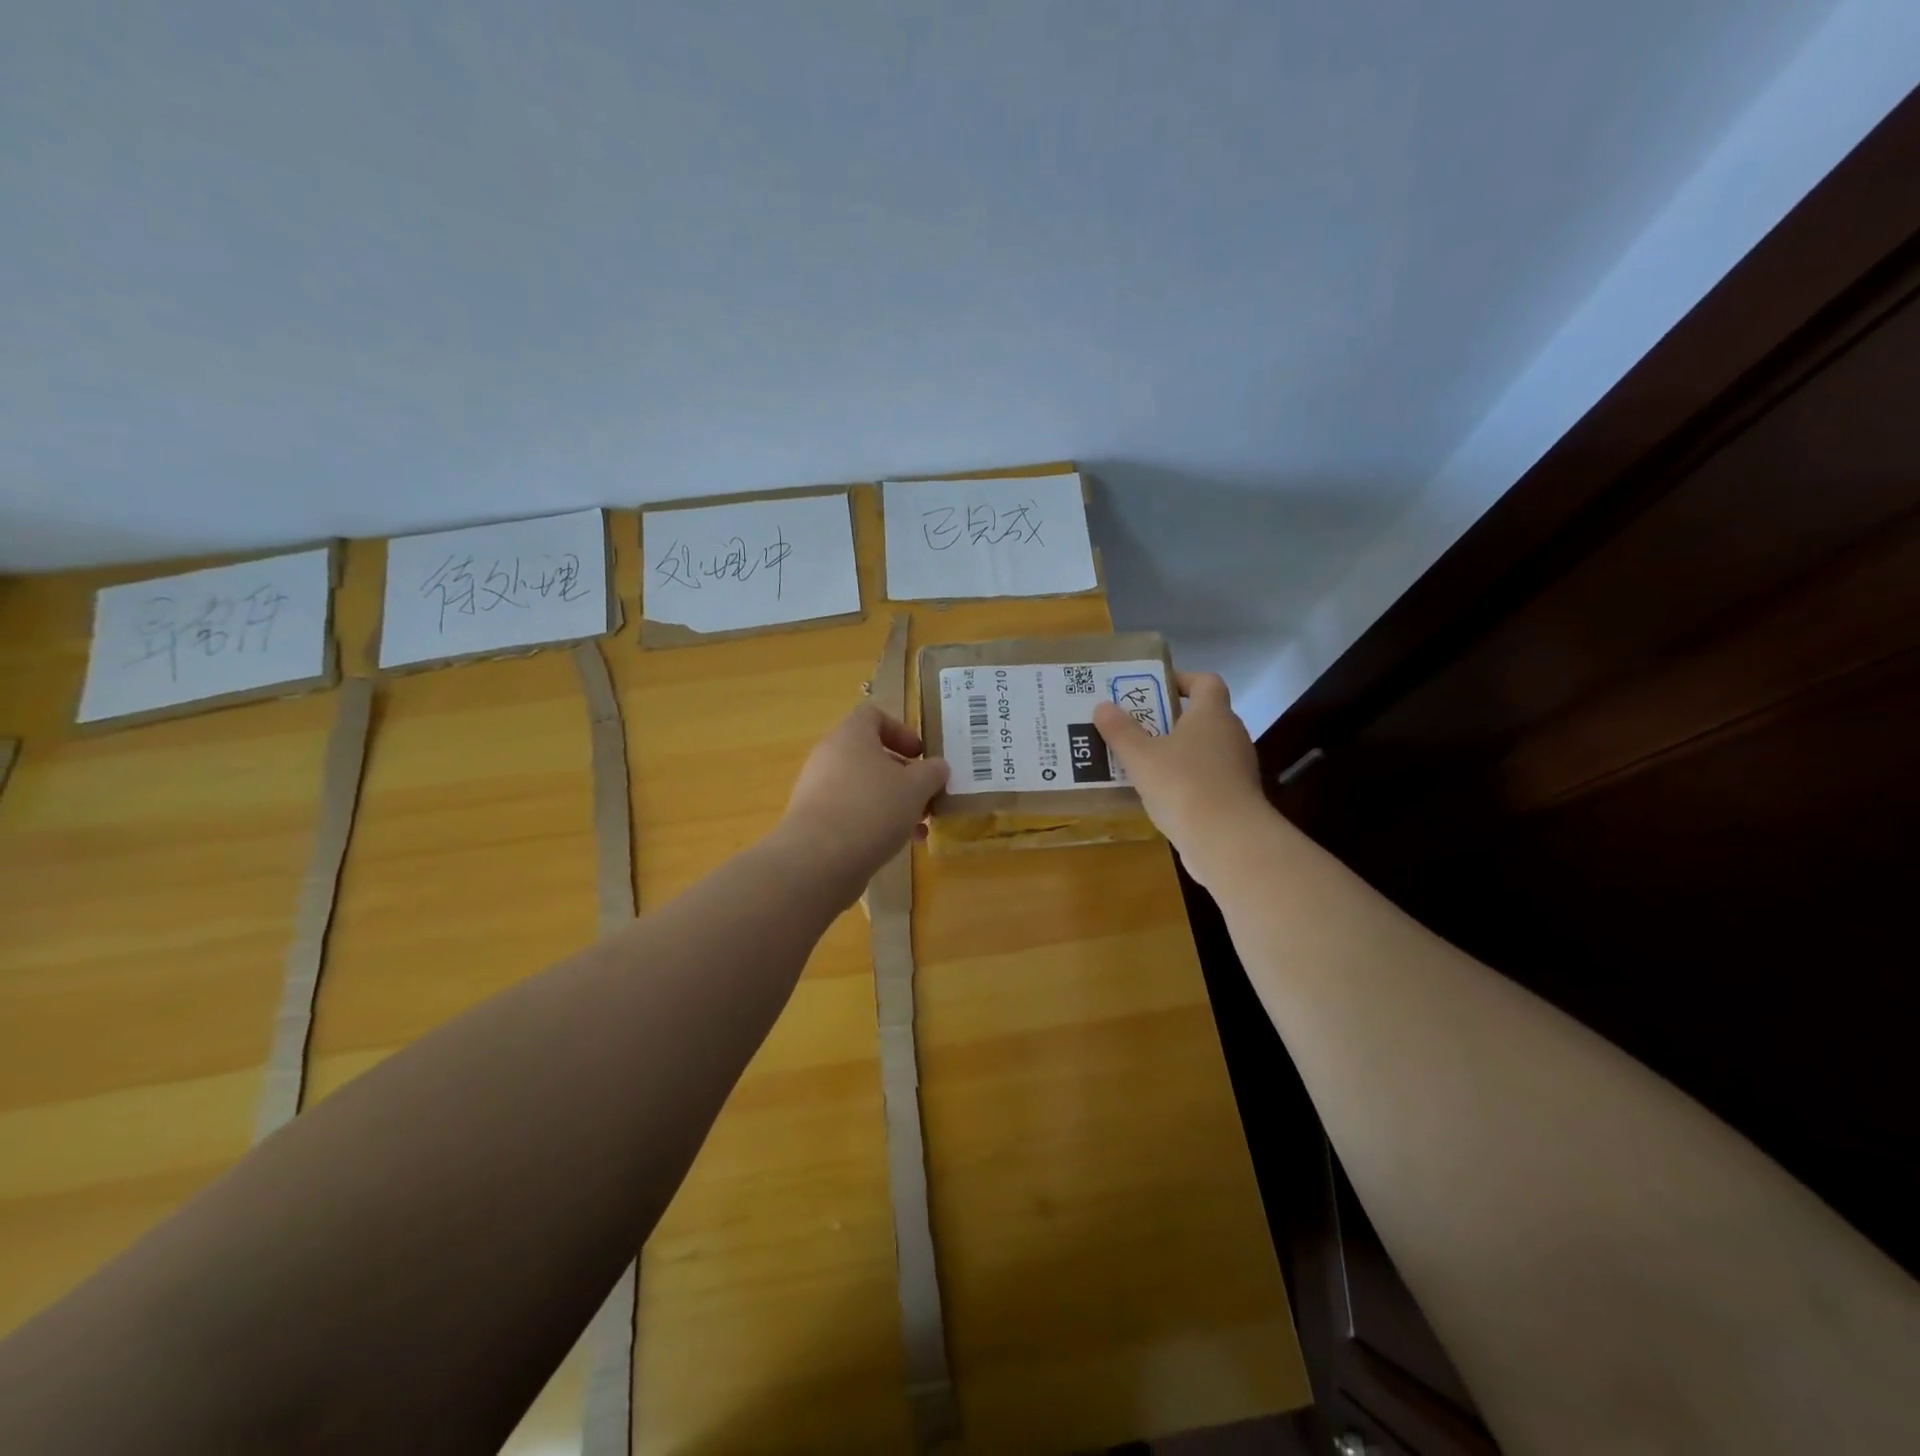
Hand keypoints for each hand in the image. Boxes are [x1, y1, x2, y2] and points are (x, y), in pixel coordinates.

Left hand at [776, 703, 949, 886]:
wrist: (818, 861)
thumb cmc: (872, 809)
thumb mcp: (916, 787)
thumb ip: (932, 772)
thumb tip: (936, 767)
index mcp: (851, 736)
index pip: (873, 715)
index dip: (901, 730)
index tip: (921, 755)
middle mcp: (829, 757)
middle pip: (871, 756)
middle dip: (904, 776)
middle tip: (926, 796)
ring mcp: (818, 790)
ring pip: (864, 788)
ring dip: (894, 804)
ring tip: (918, 828)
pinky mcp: (814, 822)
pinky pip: (851, 813)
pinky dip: (875, 823)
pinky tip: (896, 846)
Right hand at [1092, 672, 1268, 882]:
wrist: (1228, 842)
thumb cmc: (1184, 786)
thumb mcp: (1141, 757)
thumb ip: (1121, 731)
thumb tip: (1102, 706)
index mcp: (1212, 715)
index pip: (1206, 681)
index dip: (1182, 679)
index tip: (1152, 688)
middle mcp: (1230, 736)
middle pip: (1201, 717)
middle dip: (1167, 719)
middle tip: (1132, 726)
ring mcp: (1236, 769)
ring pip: (1201, 751)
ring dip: (1173, 753)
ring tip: (1137, 761)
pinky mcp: (1233, 799)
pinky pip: (1203, 779)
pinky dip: (1182, 781)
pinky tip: (1155, 794)